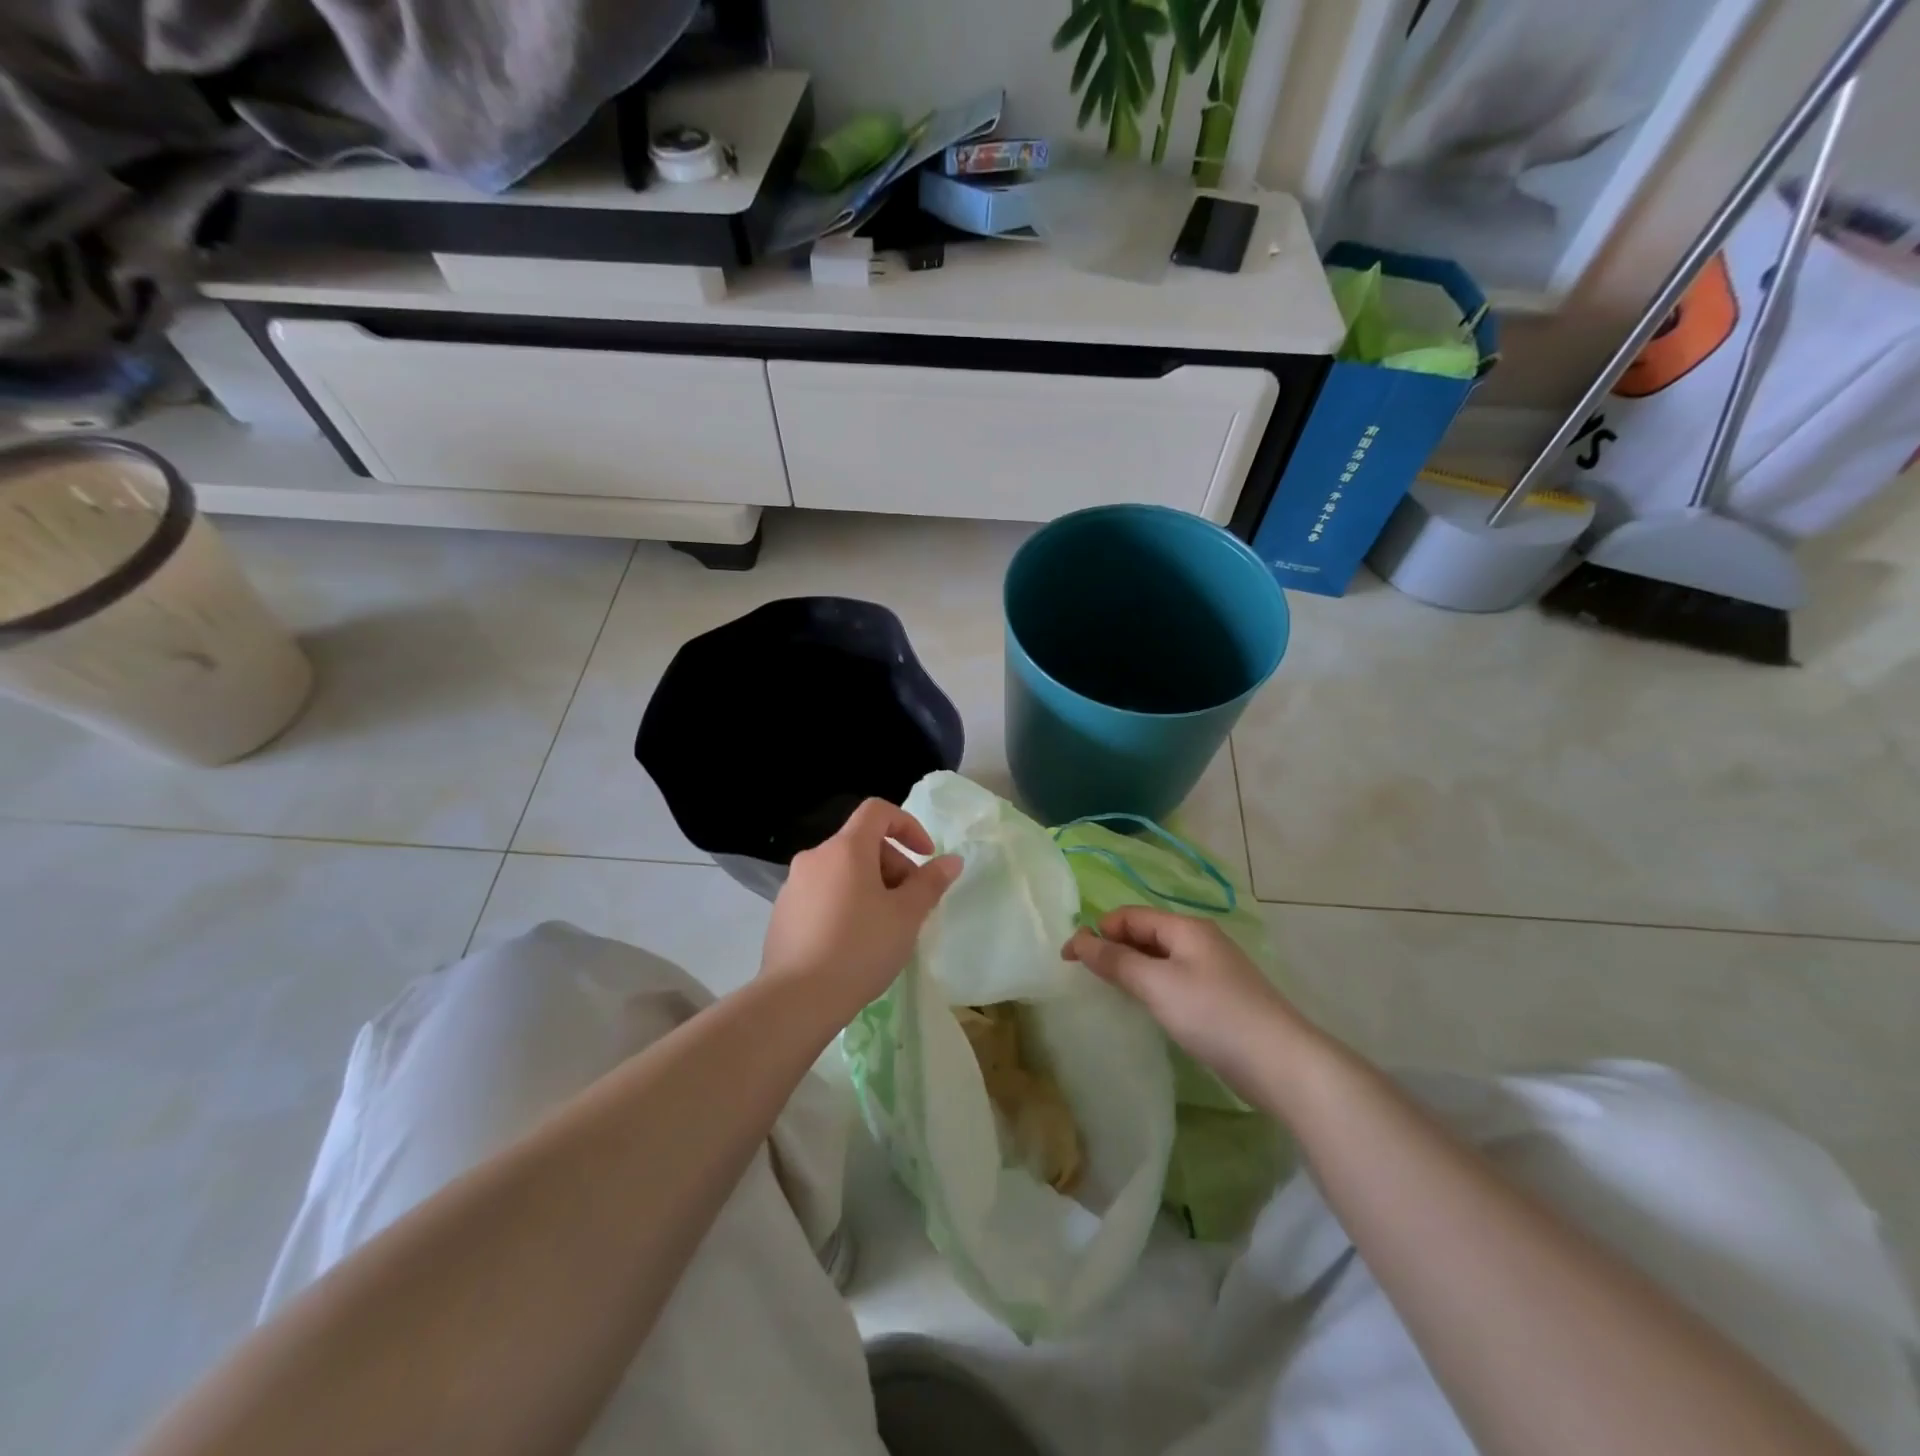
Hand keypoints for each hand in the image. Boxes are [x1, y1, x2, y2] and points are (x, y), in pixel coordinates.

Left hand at [761, 798, 960, 1014]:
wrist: (797, 1000)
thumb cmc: (861, 948)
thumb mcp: (907, 915)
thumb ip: (931, 882)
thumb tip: (951, 860)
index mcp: (845, 849)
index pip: (877, 811)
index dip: (908, 825)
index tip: (926, 857)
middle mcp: (815, 858)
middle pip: (861, 844)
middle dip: (893, 866)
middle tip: (910, 905)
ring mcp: (793, 886)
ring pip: (842, 871)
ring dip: (870, 887)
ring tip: (885, 928)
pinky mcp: (782, 913)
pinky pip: (823, 895)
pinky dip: (845, 904)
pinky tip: (853, 944)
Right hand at [1064, 907, 1314, 1099]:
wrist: (1281, 1063)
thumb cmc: (1213, 1015)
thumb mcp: (1157, 984)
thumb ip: (1116, 961)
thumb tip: (1078, 939)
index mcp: (1185, 927)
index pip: (1130, 916)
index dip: (1097, 931)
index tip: (1068, 958)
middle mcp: (1199, 940)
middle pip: (1145, 933)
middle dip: (1113, 948)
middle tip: (1084, 976)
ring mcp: (1212, 969)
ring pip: (1159, 958)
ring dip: (1131, 968)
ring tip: (1109, 990)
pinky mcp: (1219, 997)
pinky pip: (1174, 979)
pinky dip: (1152, 986)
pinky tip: (1145, 1007)